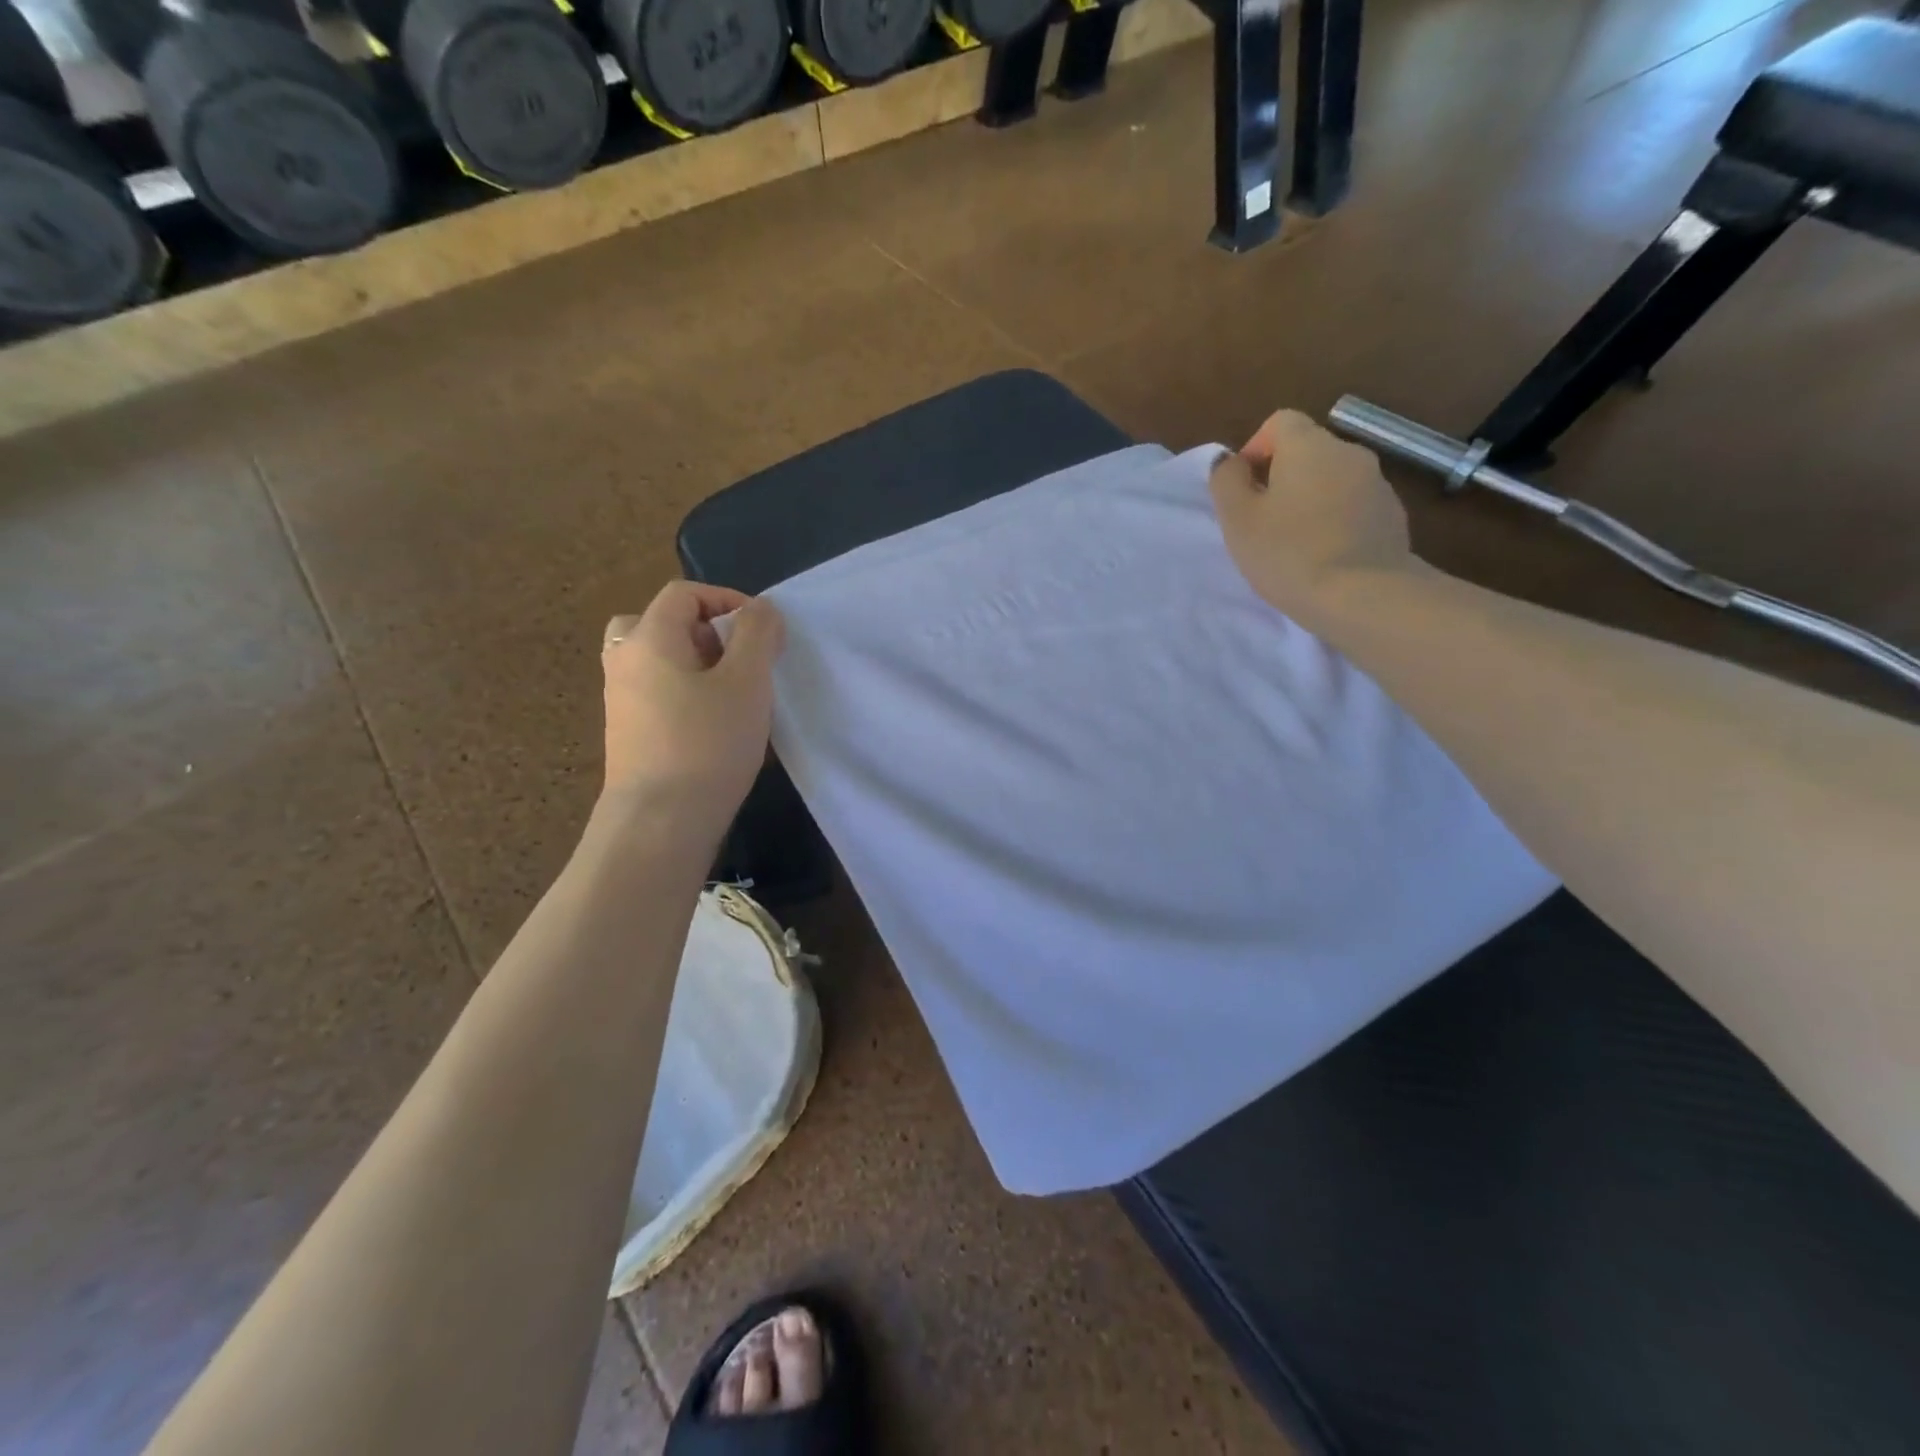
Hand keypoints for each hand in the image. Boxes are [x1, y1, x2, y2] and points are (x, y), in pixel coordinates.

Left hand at [600, 582, 785, 824]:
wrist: (659, 823)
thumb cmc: (707, 743)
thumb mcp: (746, 682)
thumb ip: (757, 635)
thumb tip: (761, 609)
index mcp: (648, 639)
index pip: (683, 594)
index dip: (726, 599)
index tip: (762, 630)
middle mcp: (624, 662)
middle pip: (661, 624)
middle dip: (707, 633)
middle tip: (740, 661)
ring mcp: (620, 701)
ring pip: (659, 662)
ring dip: (698, 666)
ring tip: (734, 696)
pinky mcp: (628, 735)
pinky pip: (657, 694)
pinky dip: (685, 695)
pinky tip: (716, 727)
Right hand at [1209, 409, 1413, 623]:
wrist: (1362, 595)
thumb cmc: (1288, 553)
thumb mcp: (1238, 519)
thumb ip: (1227, 481)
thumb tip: (1231, 462)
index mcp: (1309, 446)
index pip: (1280, 422)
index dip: (1256, 449)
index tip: (1244, 490)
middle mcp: (1349, 452)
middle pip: (1308, 451)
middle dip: (1282, 478)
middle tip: (1263, 522)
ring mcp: (1378, 484)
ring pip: (1333, 480)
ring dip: (1311, 500)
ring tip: (1295, 544)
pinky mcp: (1394, 516)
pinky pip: (1354, 507)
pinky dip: (1336, 521)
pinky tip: (1325, 557)